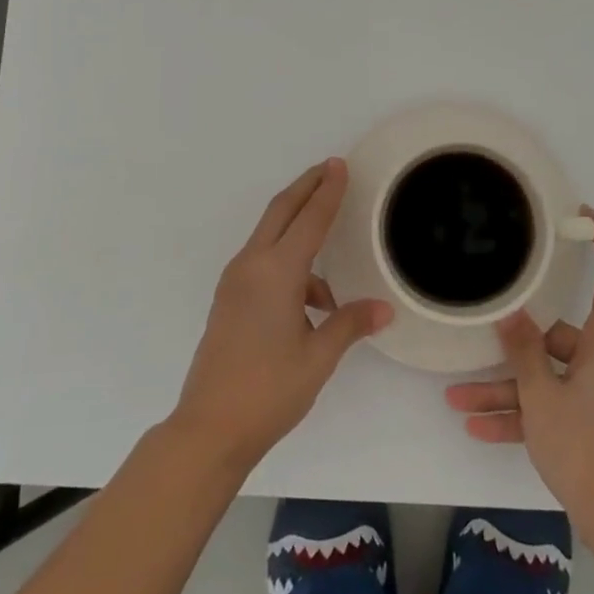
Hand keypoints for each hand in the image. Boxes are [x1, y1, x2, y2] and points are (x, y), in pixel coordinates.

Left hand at [170, 159, 390, 476]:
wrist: (209, 428)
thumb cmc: (269, 390)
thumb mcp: (318, 357)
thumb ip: (350, 324)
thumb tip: (383, 309)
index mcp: (276, 272)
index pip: (309, 219)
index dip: (328, 191)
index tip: (339, 165)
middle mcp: (251, 266)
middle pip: (281, 212)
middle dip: (306, 188)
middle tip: (330, 170)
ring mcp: (235, 282)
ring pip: (270, 236)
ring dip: (298, 228)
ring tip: (332, 249)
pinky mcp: (229, 299)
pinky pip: (263, 262)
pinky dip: (289, 262)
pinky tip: (313, 300)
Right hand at [444, 208, 593, 541]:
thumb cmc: (584, 447)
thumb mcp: (541, 396)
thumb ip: (523, 350)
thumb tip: (511, 314)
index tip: (581, 216)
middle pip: (562, 335)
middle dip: (515, 347)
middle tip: (478, 343)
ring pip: (550, 375)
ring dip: (508, 388)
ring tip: (459, 400)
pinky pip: (556, 403)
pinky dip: (525, 412)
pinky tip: (478, 427)